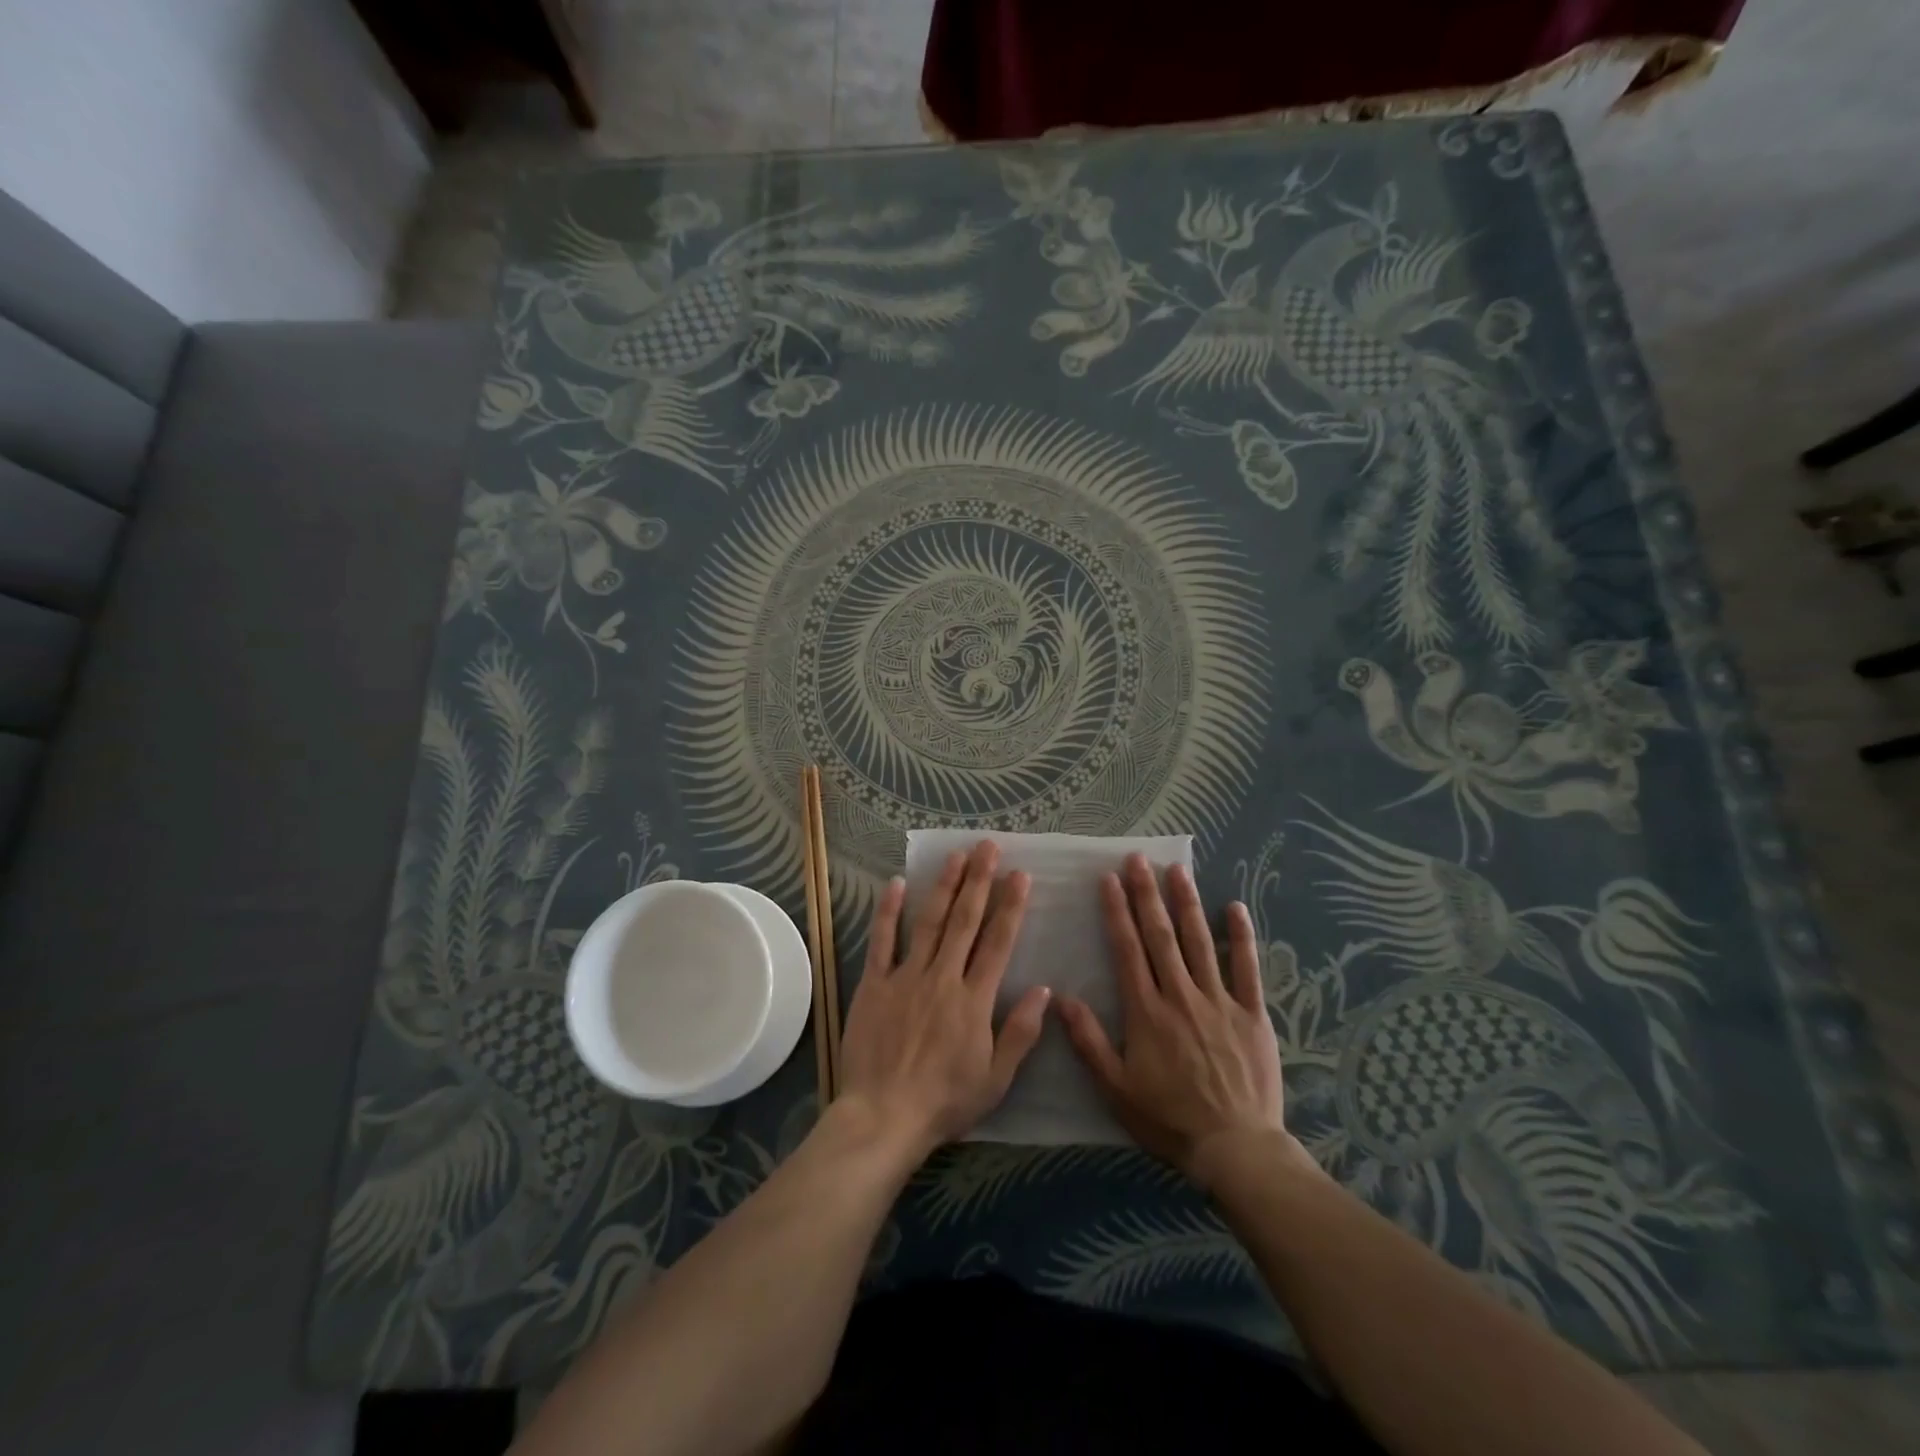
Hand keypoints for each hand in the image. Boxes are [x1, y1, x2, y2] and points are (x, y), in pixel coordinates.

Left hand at [835, 841, 1050, 1163]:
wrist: (883, 1117)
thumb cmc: (944, 1102)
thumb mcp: (995, 1079)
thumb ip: (1020, 1032)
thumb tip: (1044, 989)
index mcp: (974, 1000)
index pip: (998, 943)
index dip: (1010, 906)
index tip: (1020, 875)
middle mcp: (943, 978)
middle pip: (965, 921)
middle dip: (979, 880)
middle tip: (988, 847)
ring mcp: (906, 977)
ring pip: (929, 922)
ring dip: (944, 886)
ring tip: (956, 856)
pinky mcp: (874, 984)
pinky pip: (882, 941)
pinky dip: (889, 911)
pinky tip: (896, 884)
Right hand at [1058, 856, 1308, 1187]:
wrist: (1236, 1148)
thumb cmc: (1169, 1119)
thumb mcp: (1116, 1089)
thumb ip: (1088, 1042)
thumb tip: (1060, 998)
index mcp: (1147, 1011)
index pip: (1127, 950)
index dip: (1117, 912)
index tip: (1109, 880)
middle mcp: (1181, 996)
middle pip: (1161, 936)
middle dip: (1147, 894)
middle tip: (1138, 859)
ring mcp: (1220, 1001)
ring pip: (1200, 942)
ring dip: (1187, 903)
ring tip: (1176, 870)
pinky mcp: (1252, 1014)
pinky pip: (1247, 968)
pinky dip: (1241, 936)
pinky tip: (1235, 907)